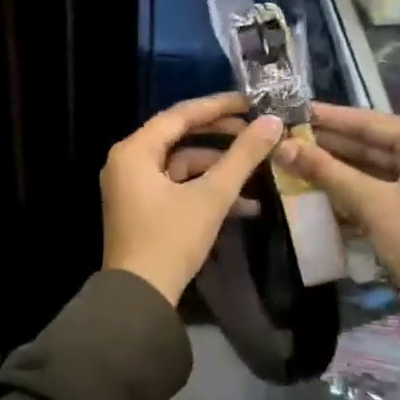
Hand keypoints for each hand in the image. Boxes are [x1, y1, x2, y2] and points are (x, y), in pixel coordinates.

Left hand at [102, 93, 283, 305]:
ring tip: (259, 173)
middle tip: (257, 131)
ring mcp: (133, 186)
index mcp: (134, 151)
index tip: (252, 101)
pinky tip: (244, 206)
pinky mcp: (142, 208)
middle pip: (180, 137)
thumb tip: (272, 122)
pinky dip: (205, 191)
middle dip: (222, 137)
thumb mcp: (210, 196)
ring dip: (219, 170)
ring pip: (182, 165)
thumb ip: (242, 157)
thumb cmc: (170, 240)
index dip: (219, 106)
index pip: (180, 114)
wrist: (140, 297)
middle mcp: (128, 162)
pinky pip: (176, 187)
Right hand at [277, 103, 399, 340]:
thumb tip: (282, 146)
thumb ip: (326, 172)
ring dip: (335, 167)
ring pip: (371, 168)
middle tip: (284, 135)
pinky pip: (377, 189)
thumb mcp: (371, 204)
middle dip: (328, 143)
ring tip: (291, 158)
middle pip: (370, 143)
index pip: (370, 121)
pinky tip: (315, 187)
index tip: (291, 109)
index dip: (328, 117)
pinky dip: (349, 189)